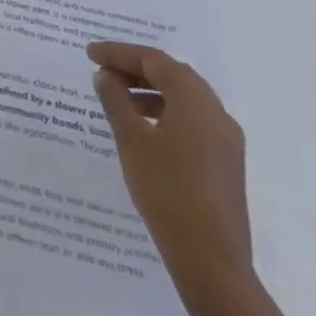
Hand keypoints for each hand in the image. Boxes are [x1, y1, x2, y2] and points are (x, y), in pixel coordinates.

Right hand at [87, 42, 251, 297]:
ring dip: (150, 91)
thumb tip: (105, 76)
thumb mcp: (132, 140)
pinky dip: (165, 113)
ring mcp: (225, 141)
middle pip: (173, 75)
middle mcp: (216, 113)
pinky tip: (143, 129)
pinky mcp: (225, 164)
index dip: (119, 53)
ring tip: (117, 99)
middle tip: (103, 71)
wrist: (212, 262)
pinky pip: (192, 122)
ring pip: (184, 99)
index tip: (90, 54)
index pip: (154, 61)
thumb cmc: (167, 191)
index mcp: (196, 100)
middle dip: (136, 68)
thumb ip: (116, 101)